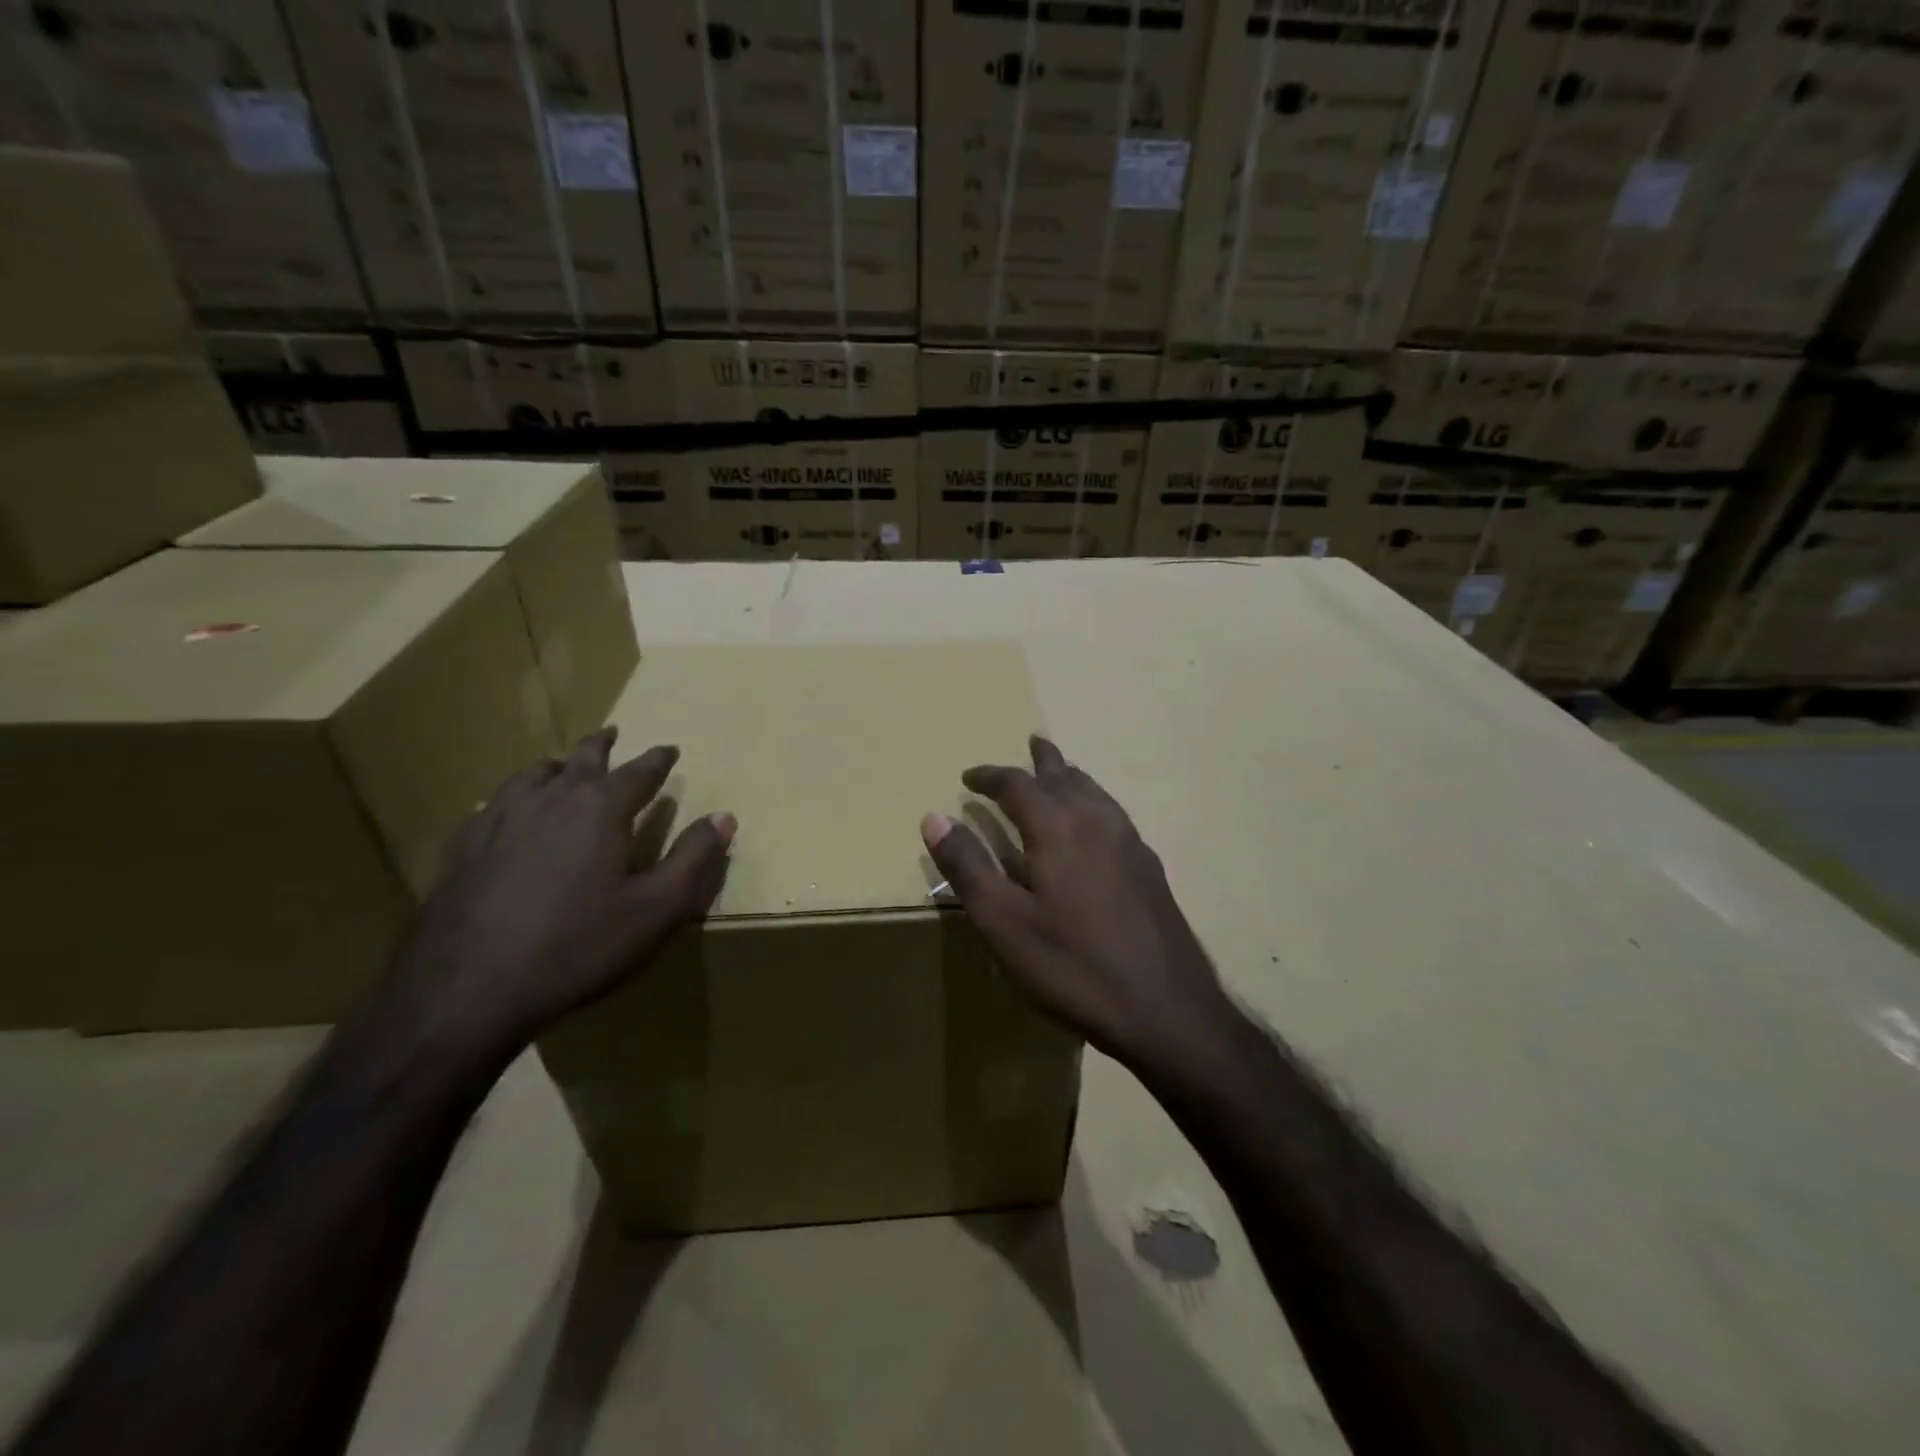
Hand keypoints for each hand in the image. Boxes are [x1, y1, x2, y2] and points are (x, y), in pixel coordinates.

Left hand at [374, 728, 734, 1068]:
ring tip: (561, 765)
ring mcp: (498, 821)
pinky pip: (492, 805)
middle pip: (580, 760)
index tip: (669, 749)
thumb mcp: (657, 909)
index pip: (638, 771)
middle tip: (612, 734)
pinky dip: (511, 797)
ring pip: (531, 776)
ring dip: (554, 766)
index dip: (658, 760)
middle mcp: (548, 800)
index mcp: (598, 809)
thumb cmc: (577, 946)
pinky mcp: (462, 849)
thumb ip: (695, 860)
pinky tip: (505, 812)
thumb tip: (724, 817)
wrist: (464, 991)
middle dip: (601, 746)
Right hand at [921, 735, 1233, 1071]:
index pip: (1018, 783)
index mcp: (1059, 827)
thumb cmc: (1072, 965)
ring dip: (1072, 778)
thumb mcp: (1003, 922)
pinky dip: (1094, 803)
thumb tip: (934, 817)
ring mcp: (1131, 844)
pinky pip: (1114, 815)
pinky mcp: (1150, 869)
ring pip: (1097, 792)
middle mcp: (1098, 821)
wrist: (1165, 1009)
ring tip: (1059, 775)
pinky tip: (1095, 828)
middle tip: (1030, 745)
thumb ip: (968, 866)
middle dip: (1042, 761)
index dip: (990, 776)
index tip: (968, 777)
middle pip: (1066, 776)